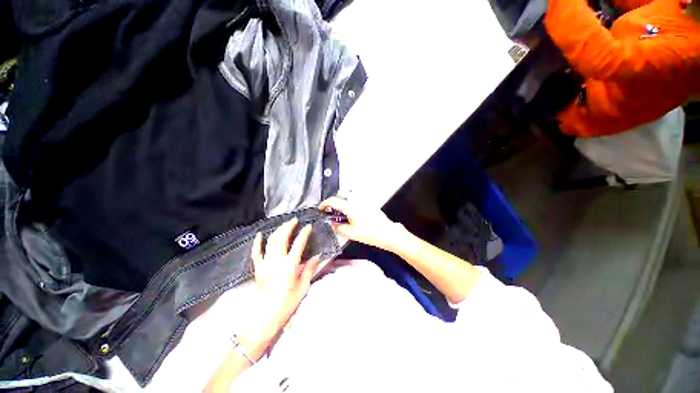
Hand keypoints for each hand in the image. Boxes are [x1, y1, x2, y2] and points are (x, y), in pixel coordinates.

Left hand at [249, 219, 321, 338]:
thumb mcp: (303, 287)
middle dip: (288, 227)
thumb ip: (309, 269)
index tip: (308, 226)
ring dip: (278, 231)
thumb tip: (317, 256)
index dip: (304, 233)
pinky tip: (259, 234)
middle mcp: (277, 262)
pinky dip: (257, 243)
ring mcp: (265, 264)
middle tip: (294, 221)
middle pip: (282, 238)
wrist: (266, 316)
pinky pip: (256, 253)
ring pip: (270, 242)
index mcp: (290, 266)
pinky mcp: (258, 268)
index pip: (298, 244)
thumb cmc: (287, 303)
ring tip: (284, 225)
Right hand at [319, 197, 405, 251]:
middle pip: (340, 197)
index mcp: (350, 207)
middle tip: (330, 213)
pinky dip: (349, 205)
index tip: (321, 209)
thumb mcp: (350, 233)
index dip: (324, 204)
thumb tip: (332, 223)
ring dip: (341, 204)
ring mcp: (363, 201)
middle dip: (333, 203)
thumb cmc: (370, 233)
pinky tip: (350, 216)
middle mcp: (356, 201)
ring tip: (340, 216)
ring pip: (348, 198)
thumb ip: (338, 227)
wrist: (388, 233)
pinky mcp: (368, 204)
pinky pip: (355, 201)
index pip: (333, 201)